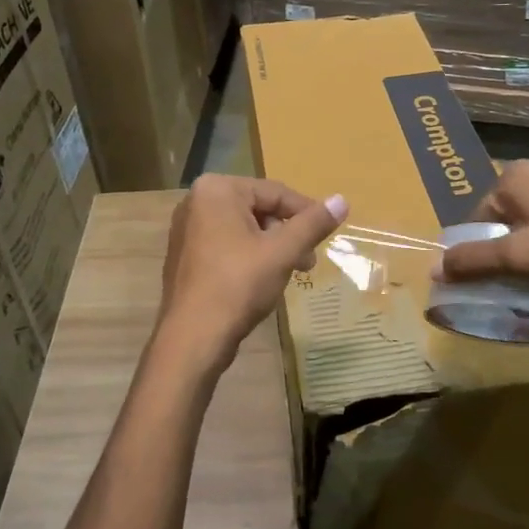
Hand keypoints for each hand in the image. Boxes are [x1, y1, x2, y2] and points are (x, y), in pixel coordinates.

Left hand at [155, 175, 347, 376]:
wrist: (192, 339)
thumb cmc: (238, 285)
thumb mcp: (282, 252)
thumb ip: (313, 224)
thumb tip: (342, 200)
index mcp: (217, 190)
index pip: (275, 192)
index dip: (306, 213)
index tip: (327, 235)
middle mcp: (196, 201)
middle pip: (259, 208)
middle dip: (288, 234)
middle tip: (308, 261)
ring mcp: (187, 229)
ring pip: (244, 228)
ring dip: (273, 247)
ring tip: (292, 272)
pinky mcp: (186, 255)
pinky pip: (227, 244)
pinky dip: (250, 256)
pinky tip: (263, 280)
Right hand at [435, 161, 528, 300]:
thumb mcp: (518, 256)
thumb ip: (474, 262)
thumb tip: (432, 270)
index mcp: (512, 177)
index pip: (476, 216)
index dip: (476, 250)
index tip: (484, 280)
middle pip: (503, 220)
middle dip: (503, 251)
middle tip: (509, 283)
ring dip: (528, 251)